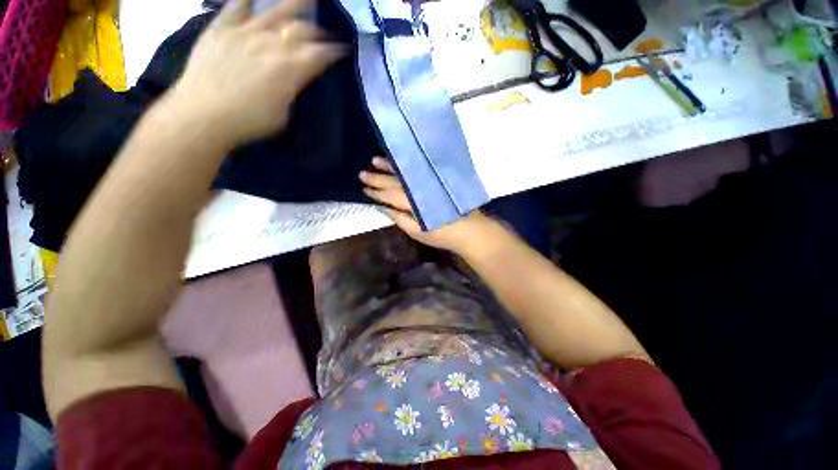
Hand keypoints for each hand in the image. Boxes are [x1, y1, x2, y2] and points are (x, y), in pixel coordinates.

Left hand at [165, 0, 343, 145]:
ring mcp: (245, 31)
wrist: (203, 115)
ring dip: (295, 4)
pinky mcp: (221, 27)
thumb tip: (295, 78)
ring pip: (276, 11)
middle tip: (324, 36)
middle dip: (319, 32)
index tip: (343, 50)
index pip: (321, 54)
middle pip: (303, 30)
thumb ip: (292, 90)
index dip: (335, 51)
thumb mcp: (284, 113)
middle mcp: (272, 43)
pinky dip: (247, 0)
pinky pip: (236, 5)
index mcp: (291, 69)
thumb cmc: (250, 121)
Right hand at [360, 157, 496, 253]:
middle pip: (396, 181)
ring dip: (389, 166)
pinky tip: (398, 162)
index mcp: (414, 202)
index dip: (376, 192)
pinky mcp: (437, 179)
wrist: (471, 229)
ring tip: (375, 160)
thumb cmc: (443, 234)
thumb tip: (382, 207)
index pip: (390, 194)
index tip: (364, 188)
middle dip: (378, 177)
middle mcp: (421, 187)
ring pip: (406, 172)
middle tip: (362, 173)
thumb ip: (400, 218)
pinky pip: (418, 169)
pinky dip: (406, 165)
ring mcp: (430, 181)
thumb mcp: (418, 232)